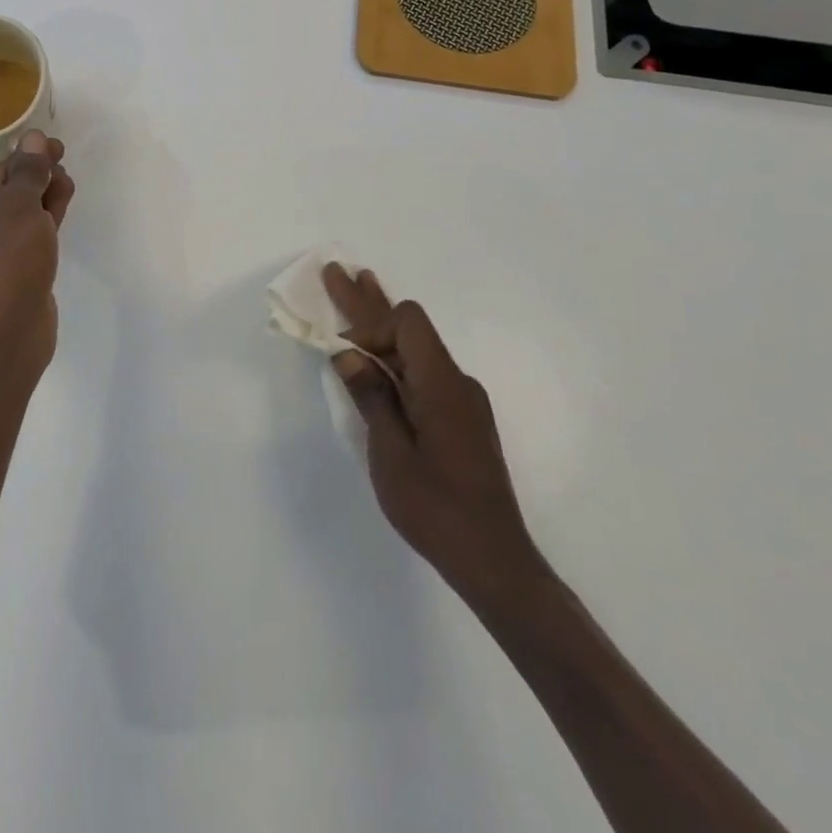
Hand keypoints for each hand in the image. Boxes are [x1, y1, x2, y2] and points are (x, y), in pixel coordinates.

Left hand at [0, 130, 74, 388]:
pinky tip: (58, 216)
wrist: (3, 333)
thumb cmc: (4, 260)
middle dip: (37, 179)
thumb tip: (33, 137)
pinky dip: (42, 228)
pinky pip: (25, 244)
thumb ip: (29, 170)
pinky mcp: (7, 281)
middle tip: (65, 168)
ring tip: (67, 188)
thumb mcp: (19, 205)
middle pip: (6, 196)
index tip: (58, 148)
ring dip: (42, 201)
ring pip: (18, 221)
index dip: (29, 157)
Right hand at [324, 264, 548, 612]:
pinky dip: (396, 356)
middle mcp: (456, 382)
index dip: (371, 326)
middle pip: (409, 328)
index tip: (344, 355)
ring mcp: (462, 401)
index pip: (407, 323)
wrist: (493, 560)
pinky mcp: (461, 419)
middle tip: (338, 272)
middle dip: (369, 303)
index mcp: (441, 384)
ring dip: (382, 326)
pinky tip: (379, 361)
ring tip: (359, 291)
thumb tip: (347, 352)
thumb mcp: (390, 452)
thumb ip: (370, 397)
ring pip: (416, 349)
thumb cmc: (436, 507)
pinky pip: (424, 371)